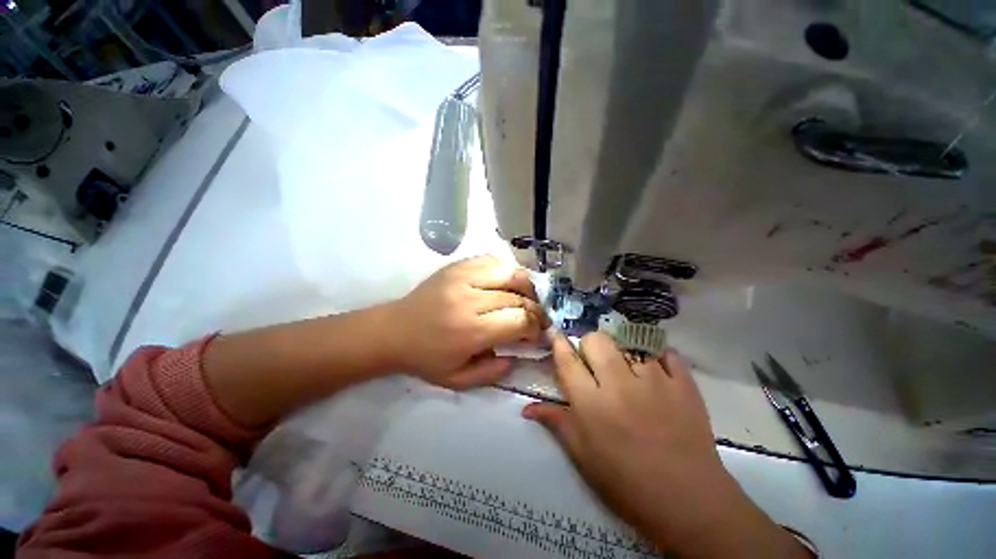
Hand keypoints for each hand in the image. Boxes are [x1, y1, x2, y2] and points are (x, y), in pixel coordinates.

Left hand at [389, 255, 549, 389]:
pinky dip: (506, 271)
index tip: (535, 333)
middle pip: (518, 296)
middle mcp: (469, 299)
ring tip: (526, 297)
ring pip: (510, 272)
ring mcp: (462, 277)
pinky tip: (506, 283)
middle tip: (536, 317)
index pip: (519, 320)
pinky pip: (492, 260)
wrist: (393, 331)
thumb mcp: (459, 379)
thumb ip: (494, 371)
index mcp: (470, 331)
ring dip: (525, 286)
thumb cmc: (425, 358)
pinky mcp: (457, 266)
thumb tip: (521, 352)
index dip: (535, 327)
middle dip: (535, 308)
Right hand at [524, 333, 810, 556]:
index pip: (567, 361)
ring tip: (629, 370)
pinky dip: (660, 358)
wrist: (689, 502)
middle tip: (595, 362)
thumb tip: (526, 408)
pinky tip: (658, 372)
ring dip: (624, 352)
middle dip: (590, 344)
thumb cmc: (626, 483)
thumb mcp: (583, 457)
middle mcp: (619, 384)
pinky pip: (667, 353)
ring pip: (629, 343)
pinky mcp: (683, 384)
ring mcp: (654, 381)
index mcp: (590, 404)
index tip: (556, 334)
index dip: (559, 344)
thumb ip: (556, 423)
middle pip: (596, 340)